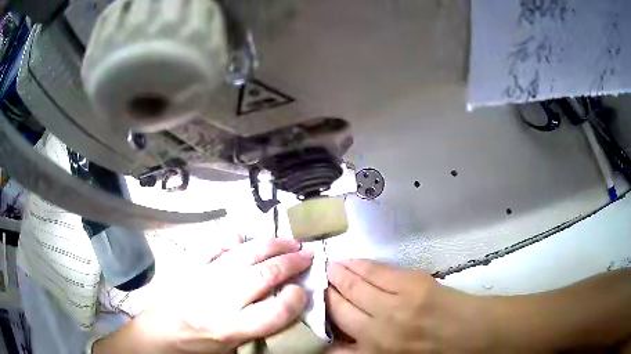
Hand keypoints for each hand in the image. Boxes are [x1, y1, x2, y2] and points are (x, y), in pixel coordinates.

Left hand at [95, 238, 313, 353]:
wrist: (158, 336)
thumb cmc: (197, 348)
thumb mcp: (231, 351)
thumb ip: (257, 332)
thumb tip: (283, 309)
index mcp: (228, 328)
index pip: (273, 313)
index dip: (295, 300)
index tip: (304, 291)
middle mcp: (217, 301)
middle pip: (262, 276)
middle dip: (290, 263)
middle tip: (307, 255)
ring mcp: (202, 278)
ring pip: (243, 255)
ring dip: (270, 246)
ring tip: (288, 242)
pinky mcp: (189, 267)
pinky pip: (212, 247)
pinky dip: (231, 239)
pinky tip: (244, 236)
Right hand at [326, 260, 494, 353]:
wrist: (470, 333)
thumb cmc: (430, 353)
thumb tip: (333, 344)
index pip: (333, 336)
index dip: (319, 319)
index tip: (313, 306)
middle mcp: (378, 331)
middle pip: (339, 306)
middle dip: (326, 293)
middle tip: (316, 281)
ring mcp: (395, 305)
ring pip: (354, 286)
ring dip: (338, 275)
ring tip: (329, 267)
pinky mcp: (411, 284)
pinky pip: (376, 272)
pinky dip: (359, 265)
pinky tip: (350, 262)